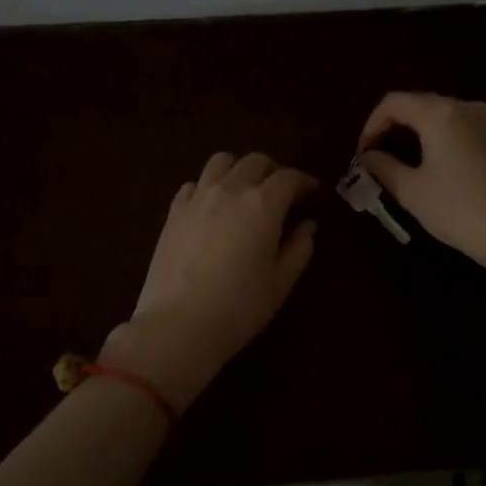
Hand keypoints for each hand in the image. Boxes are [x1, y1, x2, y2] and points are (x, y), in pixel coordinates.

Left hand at [100, 152, 317, 411]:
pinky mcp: (173, 212)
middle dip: (273, 171)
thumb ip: (298, 249)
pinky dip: (208, 186)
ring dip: (239, 169)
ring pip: (221, 162)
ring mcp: (197, 197)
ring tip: (244, 190)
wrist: (179, 324)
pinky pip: (193, 184)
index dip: (304, 182)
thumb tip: (307, 226)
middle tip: (281, 193)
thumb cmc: (239, 307)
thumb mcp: (280, 283)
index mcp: (263, 204)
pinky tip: (211, 206)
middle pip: (255, 161)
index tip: (312, 193)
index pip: (289, 178)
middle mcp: (230, 189)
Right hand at [356, 93, 485, 266]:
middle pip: (419, 103)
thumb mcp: (412, 191)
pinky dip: (443, 135)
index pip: (393, 102)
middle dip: (394, 124)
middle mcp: (465, 106)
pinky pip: (463, 125)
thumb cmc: (457, 209)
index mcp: (439, 114)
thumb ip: (384, 167)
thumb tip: (368, 157)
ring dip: (419, 129)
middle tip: (379, 153)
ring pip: (442, 113)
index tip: (363, 152)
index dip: (371, 124)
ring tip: (405, 157)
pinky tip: (438, 161)